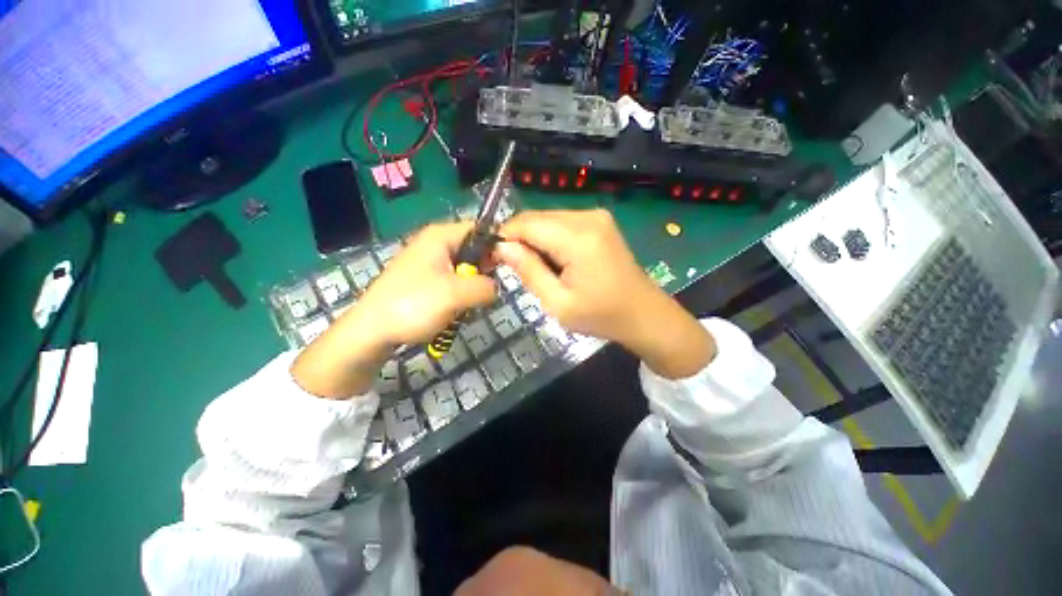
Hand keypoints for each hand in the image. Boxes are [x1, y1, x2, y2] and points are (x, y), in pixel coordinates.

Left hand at [292, 222, 496, 397]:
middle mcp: (435, 244)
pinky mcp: (425, 281)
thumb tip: (496, 287)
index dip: (498, 244)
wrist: (371, 331)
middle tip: (483, 292)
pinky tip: (455, 311)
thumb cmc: (413, 305)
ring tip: (466, 305)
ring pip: (466, 270)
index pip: (480, 229)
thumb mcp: (457, 294)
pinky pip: (454, 282)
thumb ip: (486, 286)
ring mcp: (429, 263)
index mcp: (441, 236)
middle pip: (474, 250)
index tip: (508, 267)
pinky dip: (460, 296)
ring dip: (472, 288)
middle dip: (483, 272)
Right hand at [496, 209, 714, 377]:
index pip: (526, 223)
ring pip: (548, 219)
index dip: (504, 237)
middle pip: (536, 218)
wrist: (643, 314)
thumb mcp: (557, 302)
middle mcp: (587, 216)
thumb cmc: (600, 315)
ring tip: (539, 268)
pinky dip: (551, 239)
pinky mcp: (600, 221)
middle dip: (520, 239)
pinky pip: (563, 223)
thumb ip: (528, 270)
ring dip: (535, 240)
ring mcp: (596, 216)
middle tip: (516, 268)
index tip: (494, 257)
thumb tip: (501, 247)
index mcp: (578, 237)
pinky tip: (556, 261)